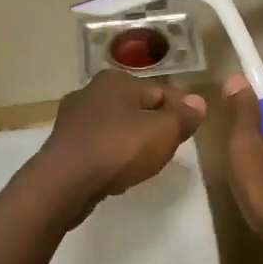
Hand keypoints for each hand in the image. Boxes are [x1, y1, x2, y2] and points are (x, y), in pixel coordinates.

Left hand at [27, 70, 206, 219]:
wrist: (63, 183)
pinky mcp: (64, 144)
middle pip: (138, 107)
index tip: (191, 132)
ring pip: (118, 126)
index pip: (162, 91)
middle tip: (171, 149)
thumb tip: (199, 102)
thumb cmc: (118, 149)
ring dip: (133, 141)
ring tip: (146, 163)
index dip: (181, 111)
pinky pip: (100, 145)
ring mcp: (74, 118)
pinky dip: (113, 154)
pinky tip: (119, 171)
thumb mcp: (164, 132)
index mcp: (117, 80)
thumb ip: (184, 116)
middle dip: (156, 125)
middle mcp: (92, 91)